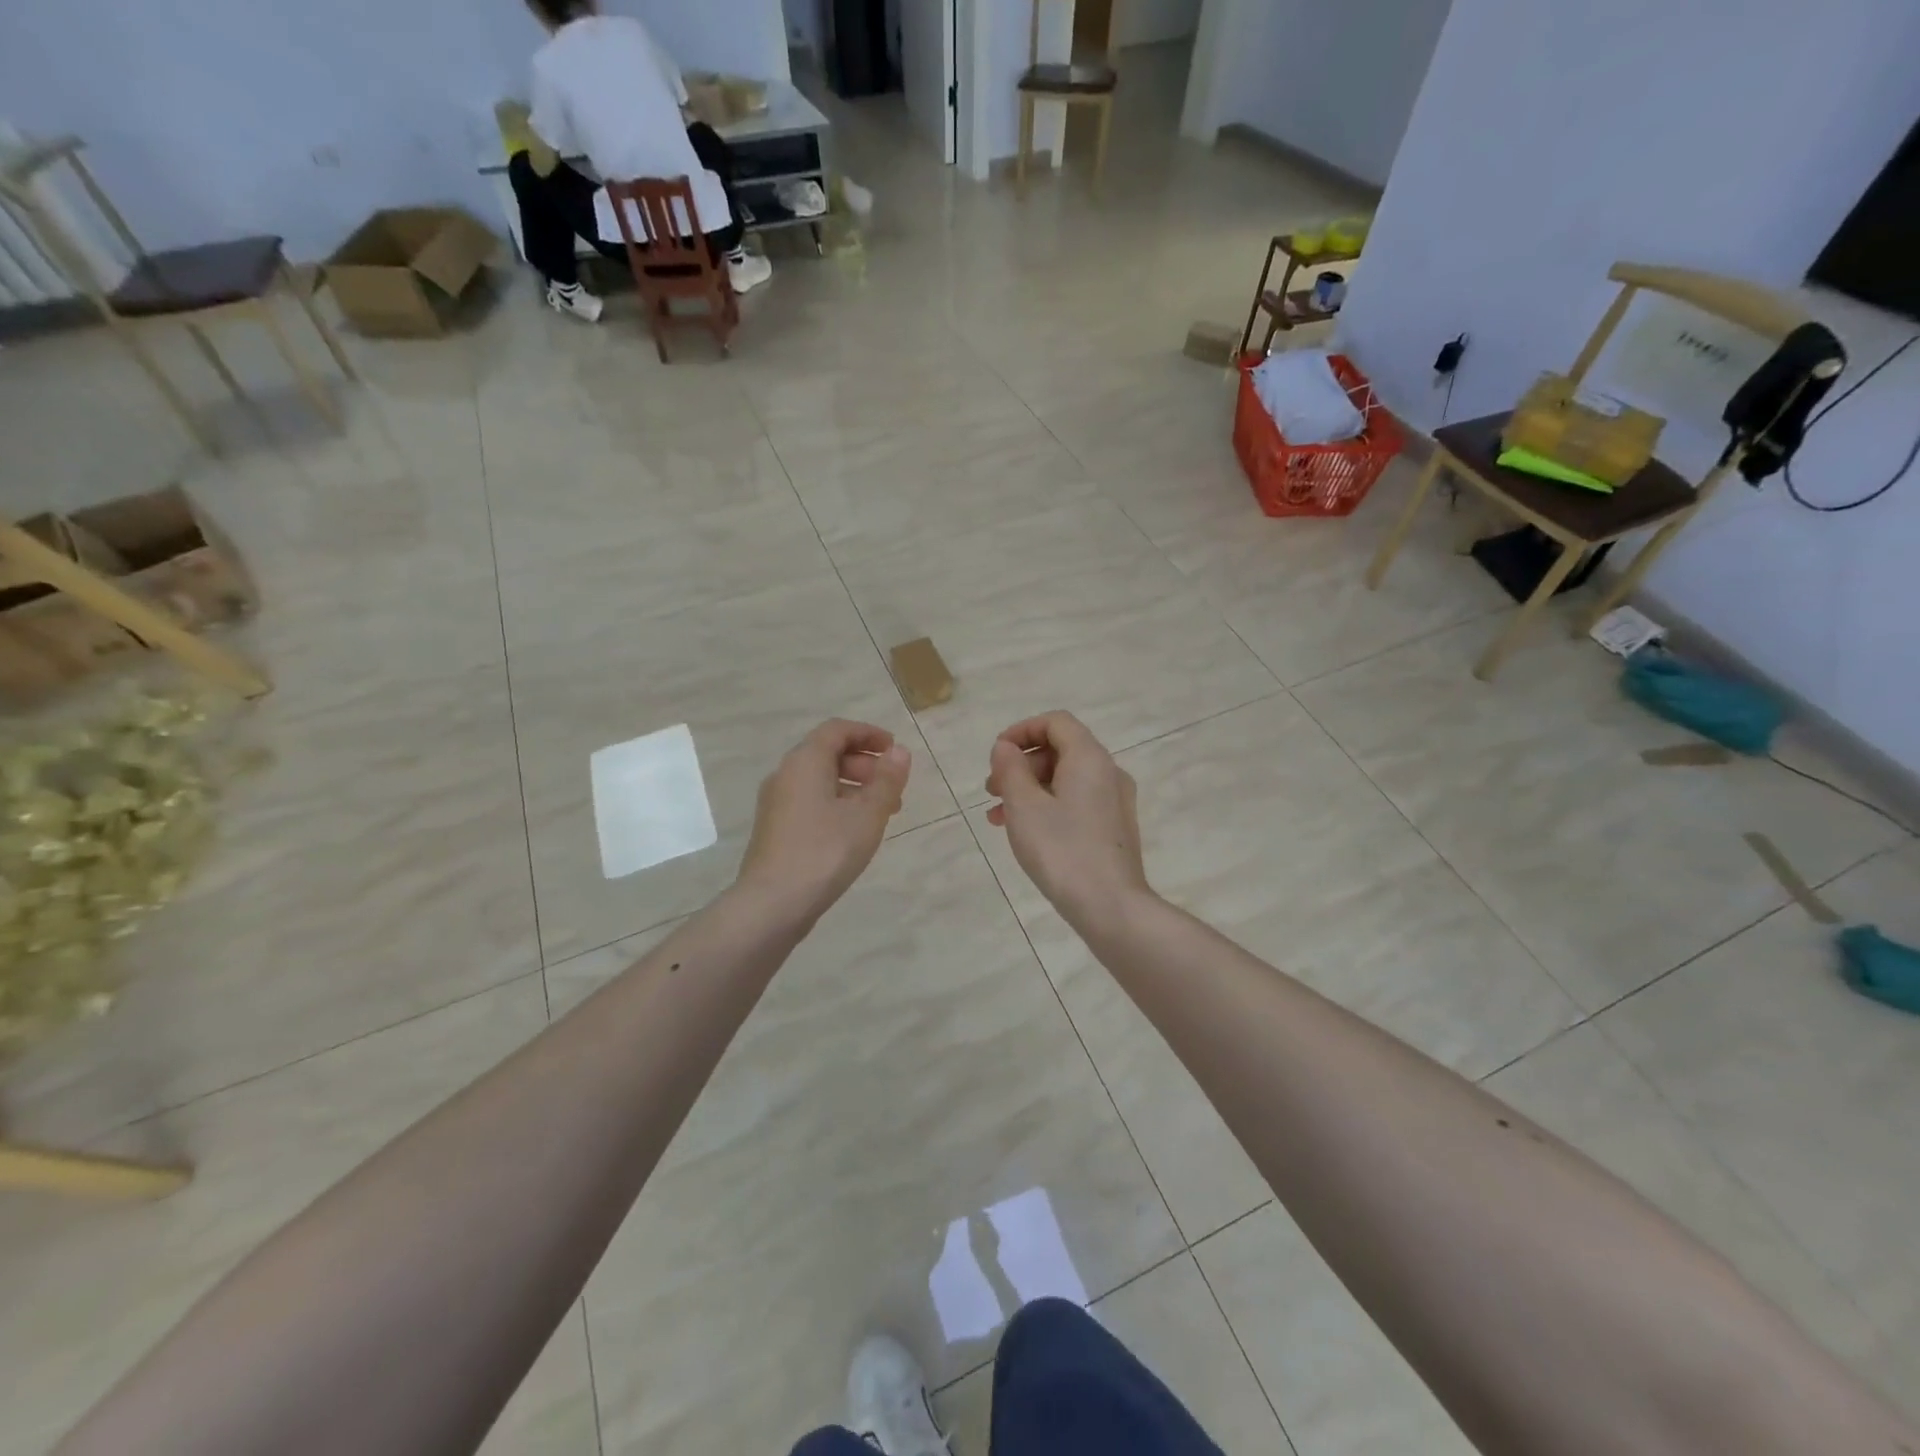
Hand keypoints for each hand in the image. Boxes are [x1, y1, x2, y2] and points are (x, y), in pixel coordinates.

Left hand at [736, 719, 911, 923]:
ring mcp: (776, 803)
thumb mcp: (867, 815)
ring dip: (853, 788)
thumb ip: (886, 781)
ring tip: (881, 814)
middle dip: (864, 764)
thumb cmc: (825, 851)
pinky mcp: (775, 829)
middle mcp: (785, 775)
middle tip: (892, 788)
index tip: (894, 750)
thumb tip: (899, 752)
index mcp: (804, 762)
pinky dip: (836, 805)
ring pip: (820, 781)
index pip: (837, 730)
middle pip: (827, 754)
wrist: (772, 903)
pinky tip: (854, 832)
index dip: (868, 734)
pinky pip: (810, 802)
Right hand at [985, 711, 1149, 931]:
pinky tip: (1026, 832)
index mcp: (1089, 758)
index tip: (996, 755)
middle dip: (1022, 764)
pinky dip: (1048, 806)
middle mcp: (1109, 772)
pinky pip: (1077, 802)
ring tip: (999, 816)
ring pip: (1066, 779)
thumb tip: (1006, 748)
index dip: (1022, 730)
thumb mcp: (1024, 806)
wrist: (1111, 906)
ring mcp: (1115, 802)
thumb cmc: (1062, 850)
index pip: (1055, 722)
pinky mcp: (1114, 828)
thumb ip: (1010, 769)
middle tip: (992, 789)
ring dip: (1030, 789)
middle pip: (1061, 750)